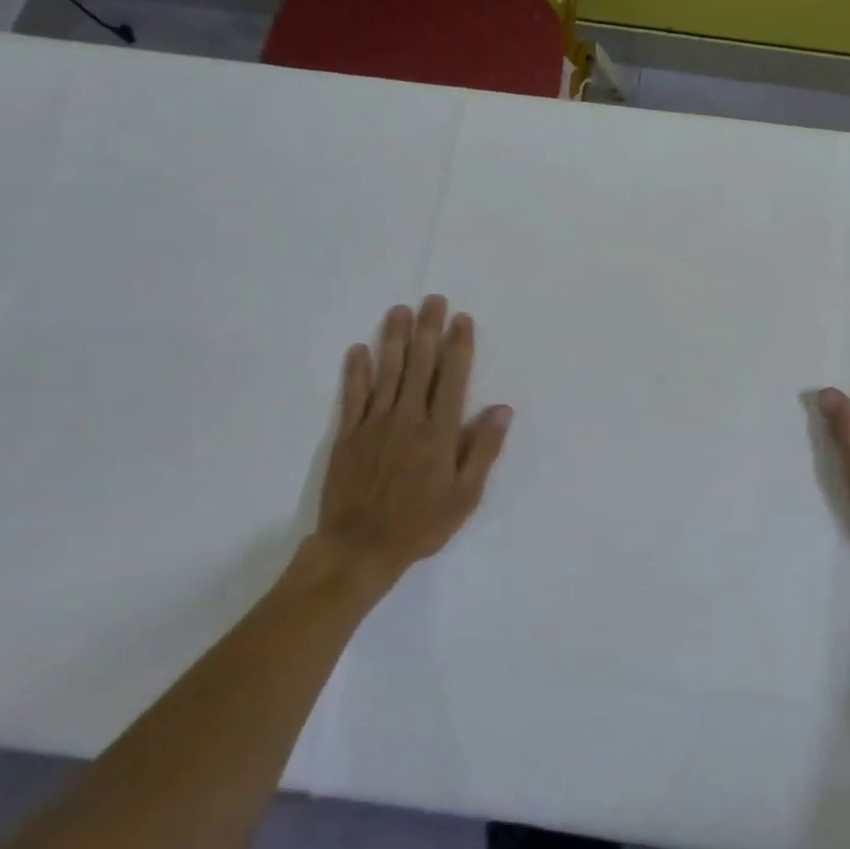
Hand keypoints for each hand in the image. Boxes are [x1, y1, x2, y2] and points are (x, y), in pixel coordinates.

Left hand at [295, 296, 511, 596]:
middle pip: (420, 366)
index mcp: (439, 433)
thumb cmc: (420, 525)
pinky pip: (353, 396)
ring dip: (393, 339)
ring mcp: (374, 424)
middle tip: (433, 300)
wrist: (359, 548)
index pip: (452, 378)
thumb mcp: (465, 496)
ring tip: (399, 310)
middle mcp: (407, 419)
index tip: (462, 319)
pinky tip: (359, 349)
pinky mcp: (348, 435)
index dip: (458, 346)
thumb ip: (482, 449)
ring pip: (387, 372)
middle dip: (428, 330)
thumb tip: (502, 409)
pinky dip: (356, 371)